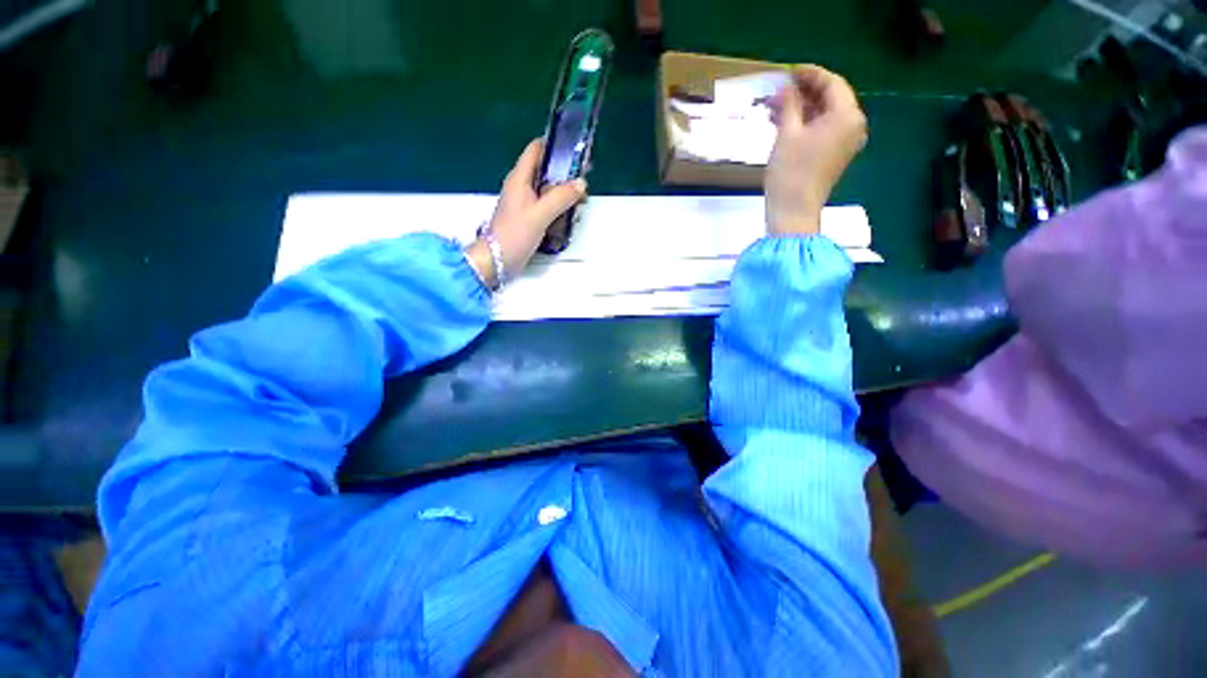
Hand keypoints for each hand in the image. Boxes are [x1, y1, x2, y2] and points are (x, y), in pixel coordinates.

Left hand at [466, 139, 586, 287]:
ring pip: (547, 190)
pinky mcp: (529, 218)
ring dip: (563, 192)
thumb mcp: (540, 214)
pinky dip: (559, 207)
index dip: (554, 145)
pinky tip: (570, 214)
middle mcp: (522, 187)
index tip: (575, 150)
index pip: (535, 150)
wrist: (497, 260)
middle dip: (564, 172)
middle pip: (545, 170)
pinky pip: (547, 206)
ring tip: (582, 198)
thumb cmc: (514, 234)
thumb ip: (561, 198)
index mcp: (520, 179)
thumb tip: (581, 183)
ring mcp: (525, 204)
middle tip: (584, 179)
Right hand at [765, 65, 867, 235]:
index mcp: (847, 115)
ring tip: (778, 106)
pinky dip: (808, 123)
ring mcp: (847, 141)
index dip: (810, 74)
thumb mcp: (787, 133)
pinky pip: (825, 130)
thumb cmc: (791, 172)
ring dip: (804, 108)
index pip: (832, 83)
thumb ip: (789, 104)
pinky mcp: (837, 155)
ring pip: (826, 114)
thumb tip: (785, 86)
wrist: (794, 211)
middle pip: (831, 98)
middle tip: (780, 90)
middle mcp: (854, 125)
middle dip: (806, 92)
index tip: (788, 71)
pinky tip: (787, 123)